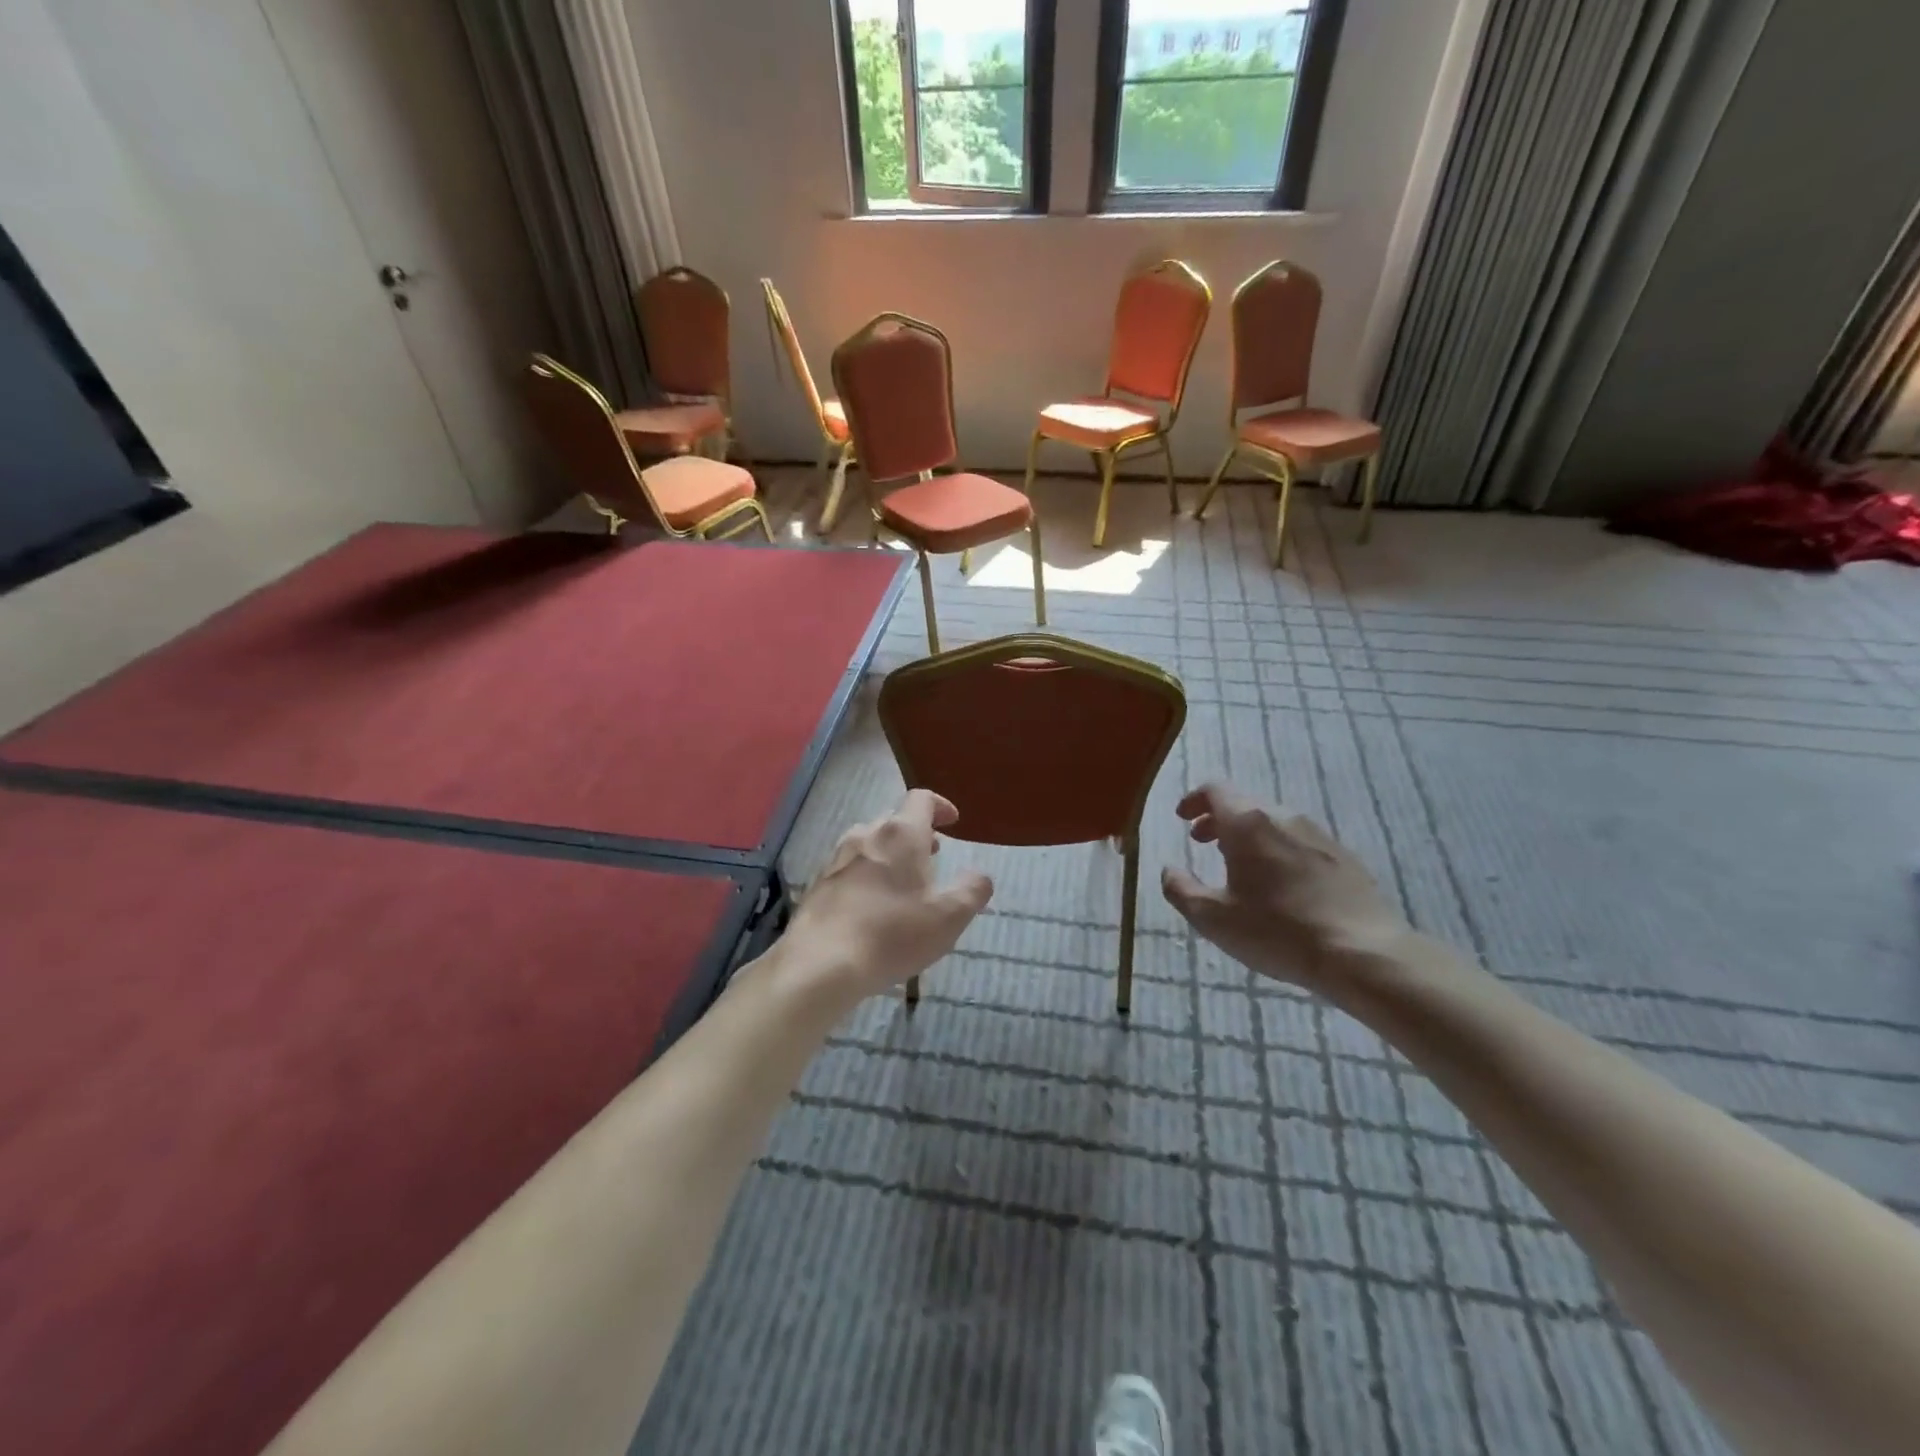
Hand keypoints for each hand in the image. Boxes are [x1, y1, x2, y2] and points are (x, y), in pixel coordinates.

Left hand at [782, 789, 993, 998]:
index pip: (921, 799)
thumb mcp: (949, 917)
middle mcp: (866, 835)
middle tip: (933, 855)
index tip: (952, 822)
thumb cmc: (893, 934)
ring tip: (904, 880)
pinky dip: (868, 873)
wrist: (821, 963)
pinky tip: (873, 905)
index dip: (940, 806)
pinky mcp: (818, 883)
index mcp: (900, 834)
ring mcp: (837, 858)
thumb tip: (981, 876)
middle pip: (894, 820)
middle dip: (917, 833)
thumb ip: (972, 891)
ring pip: (870, 842)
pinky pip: (850, 867)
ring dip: (890, 853)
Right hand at [1161, 783, 1411, 991]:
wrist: (1363, 953)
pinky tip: (1280, 885)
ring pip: (1273, 822)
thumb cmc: (1277, 931)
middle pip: (1244, 804)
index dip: (1194, 800)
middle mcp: (1283, 817)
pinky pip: (1300, 841)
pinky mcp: (1344, 857)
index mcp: (1248, 823)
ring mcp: (1319, 834)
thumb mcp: (1213, 919)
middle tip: (1203, 843)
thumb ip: (1181, 890)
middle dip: (1218, 819)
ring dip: (1249, 836)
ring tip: (1240, 866)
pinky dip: (1278, 850)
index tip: (1183, 819)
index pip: (1215, 790)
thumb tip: (1168, 870)